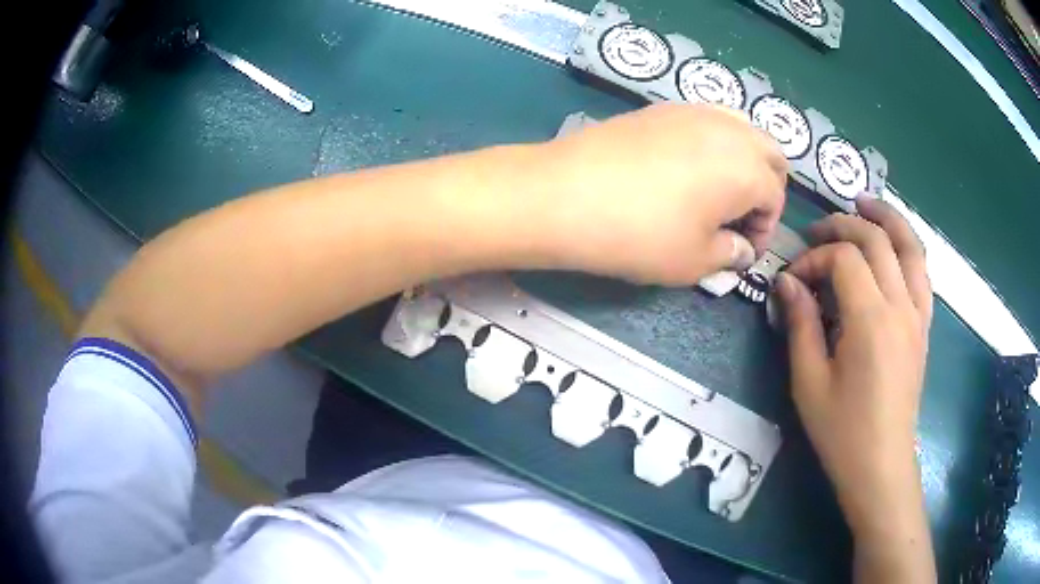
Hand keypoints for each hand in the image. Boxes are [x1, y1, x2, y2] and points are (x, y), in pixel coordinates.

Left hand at [538, 103, 786, 284]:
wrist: (565, 194)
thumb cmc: (641, 234)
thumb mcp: (695, 261)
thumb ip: (730, 254)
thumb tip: (741, 248)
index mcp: (748, 168)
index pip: (775, 198)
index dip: (764, 230)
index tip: (742, 251)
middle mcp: (729, 129)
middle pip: (769, 153)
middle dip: (765, 187)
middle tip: (739, 218)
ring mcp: (693, 111)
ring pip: (740, 129)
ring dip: (742, 160)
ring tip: (717, 192)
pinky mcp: (660, 107)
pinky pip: (706, 120)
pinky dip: (713, 143)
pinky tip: (686, 168)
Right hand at [775, 198, 935, 580]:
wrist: (881, 464)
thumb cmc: (842, 430)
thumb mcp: (809, 382)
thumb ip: (800, 324)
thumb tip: (787, 282)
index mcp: (871, 320)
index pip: (843, 259)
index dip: (814, 259)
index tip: (792, 280)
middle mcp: (900, 306)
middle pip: (876, 240)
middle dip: (843, 226)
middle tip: (817, 232)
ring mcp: (918, 314)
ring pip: (909, 246)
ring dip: (886, 218)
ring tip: (864, 203)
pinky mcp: (924, 326)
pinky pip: (922, 272)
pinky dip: (907, 247)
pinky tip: (893, 245)